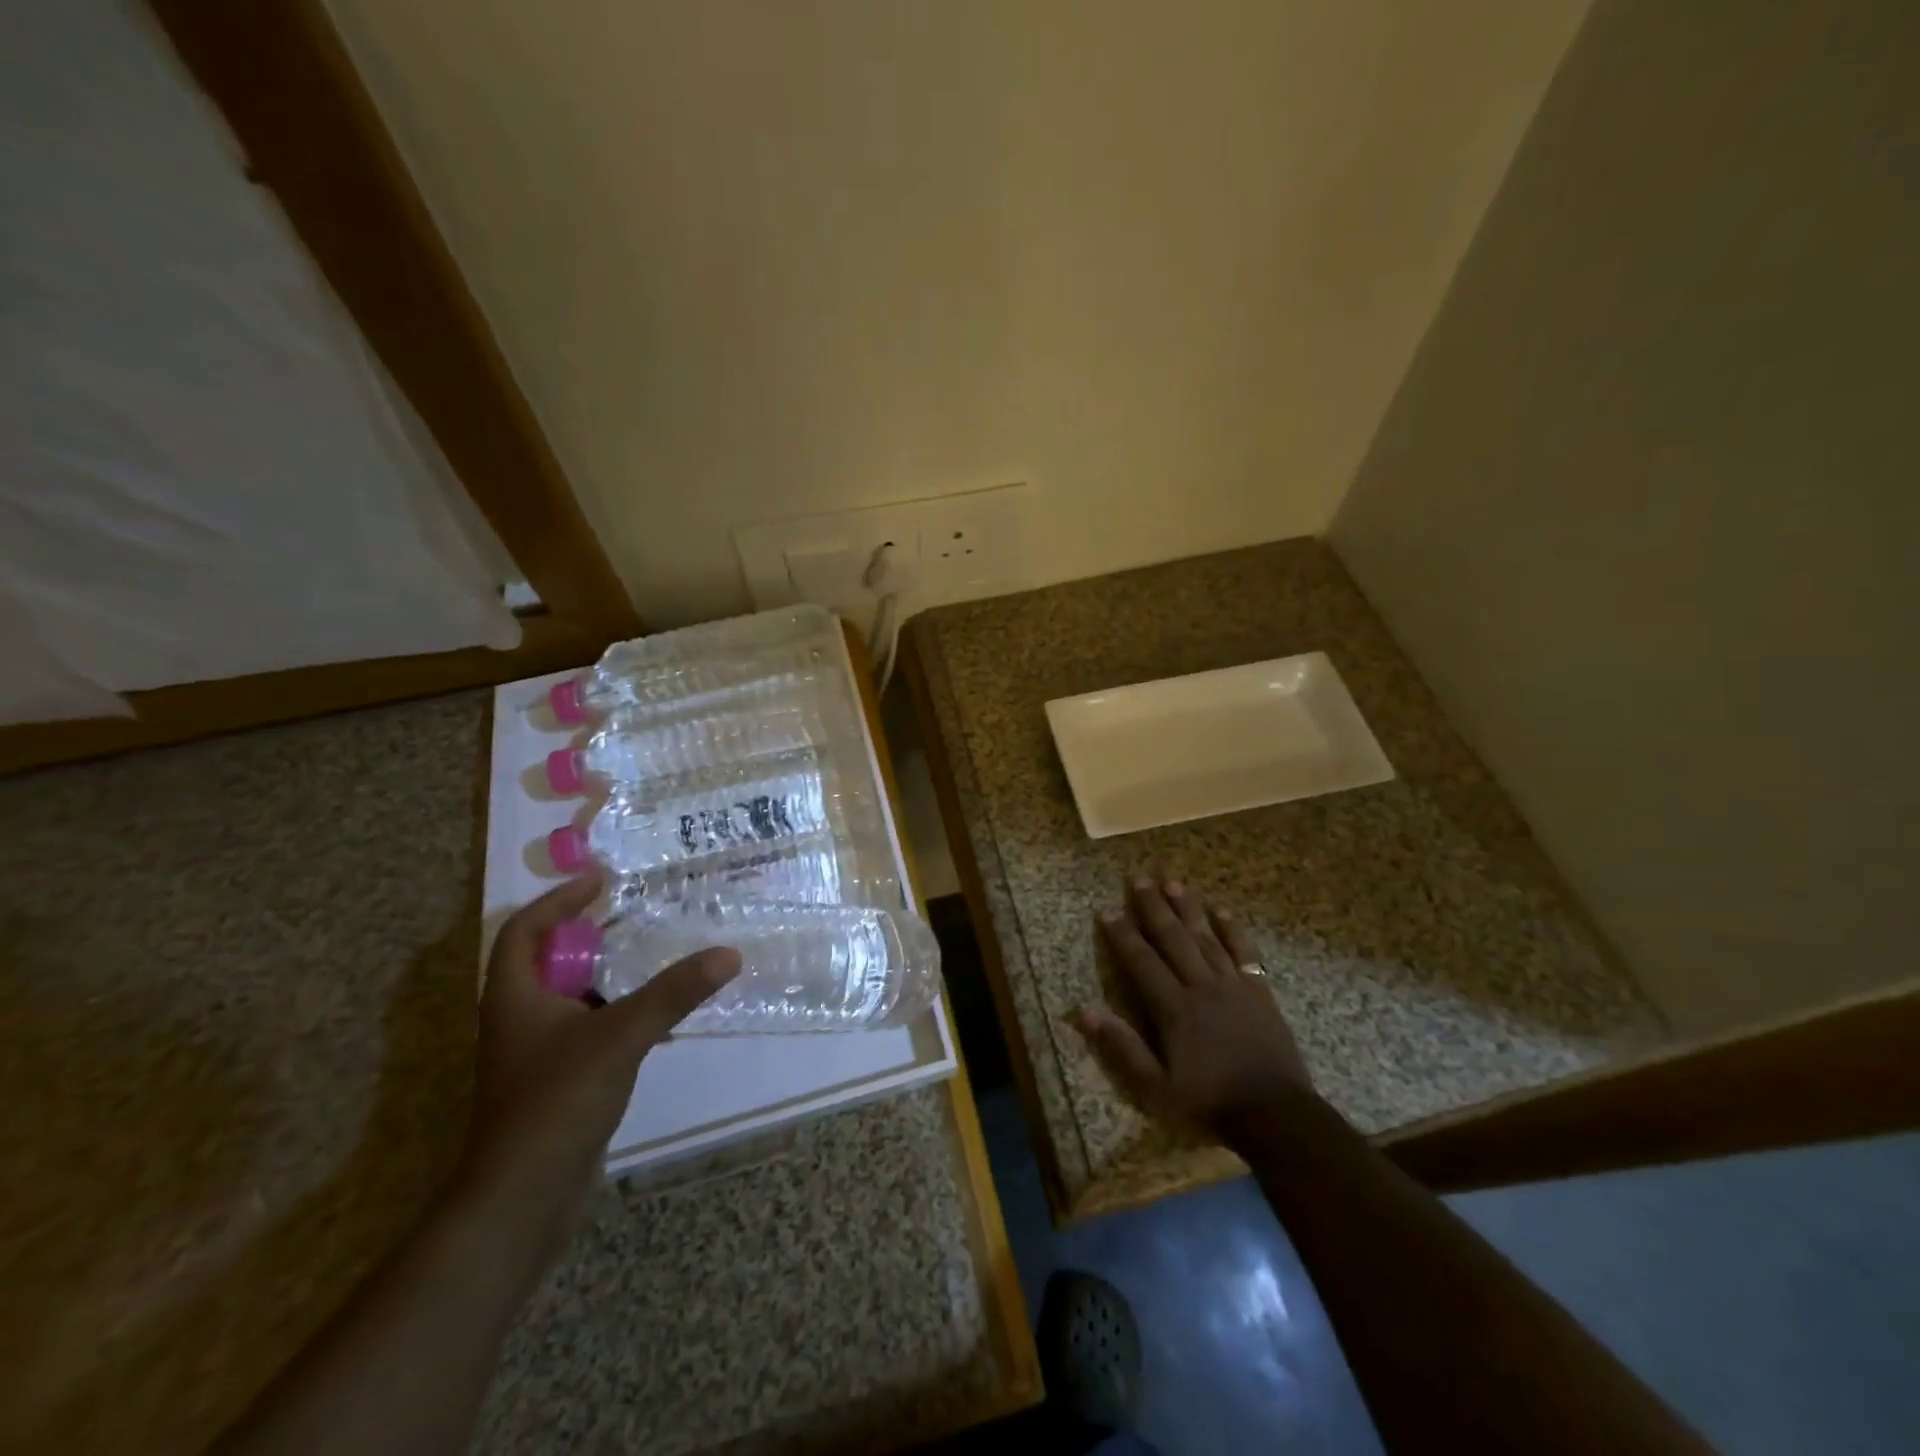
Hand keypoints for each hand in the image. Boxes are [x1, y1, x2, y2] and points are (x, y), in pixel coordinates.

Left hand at [455, 873, 739, 1247]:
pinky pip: (590, 1028)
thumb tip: (727, 954)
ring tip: (654, 954)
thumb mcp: (620, 1036)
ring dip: (608, 973)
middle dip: (589, 934)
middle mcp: (520, 1018)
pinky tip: (657, 1015)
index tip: (600, 881)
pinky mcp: (559, 1080)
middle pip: (549, 960)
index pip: (525, 930)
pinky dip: (619, 1012)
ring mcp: (538, 1053)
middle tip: (635, 913)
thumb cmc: (557, 1102)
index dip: (558, 900)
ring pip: (572, 996)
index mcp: (515, 997)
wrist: (523, 1200)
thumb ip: (673, 993)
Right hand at [1069, 876, 1313, 1136]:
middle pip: (1173, 938)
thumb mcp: (1155, 1087)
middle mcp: (1201, 986)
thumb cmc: (1209, 1102)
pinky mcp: (1259, 991)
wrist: (1276, 1114)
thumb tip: (1083, 1011)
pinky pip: (1244, 951)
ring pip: (1205, 937)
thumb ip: (1121, 1046)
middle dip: (1153, 907)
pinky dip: (1233, 930)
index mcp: (1173, 1008)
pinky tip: (1222, 911)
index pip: (1141, 961)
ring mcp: (1233, 985)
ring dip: (1188, 909)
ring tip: (1173, 883)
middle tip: (1138, 879)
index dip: (1122, 935)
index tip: (1107, 911)